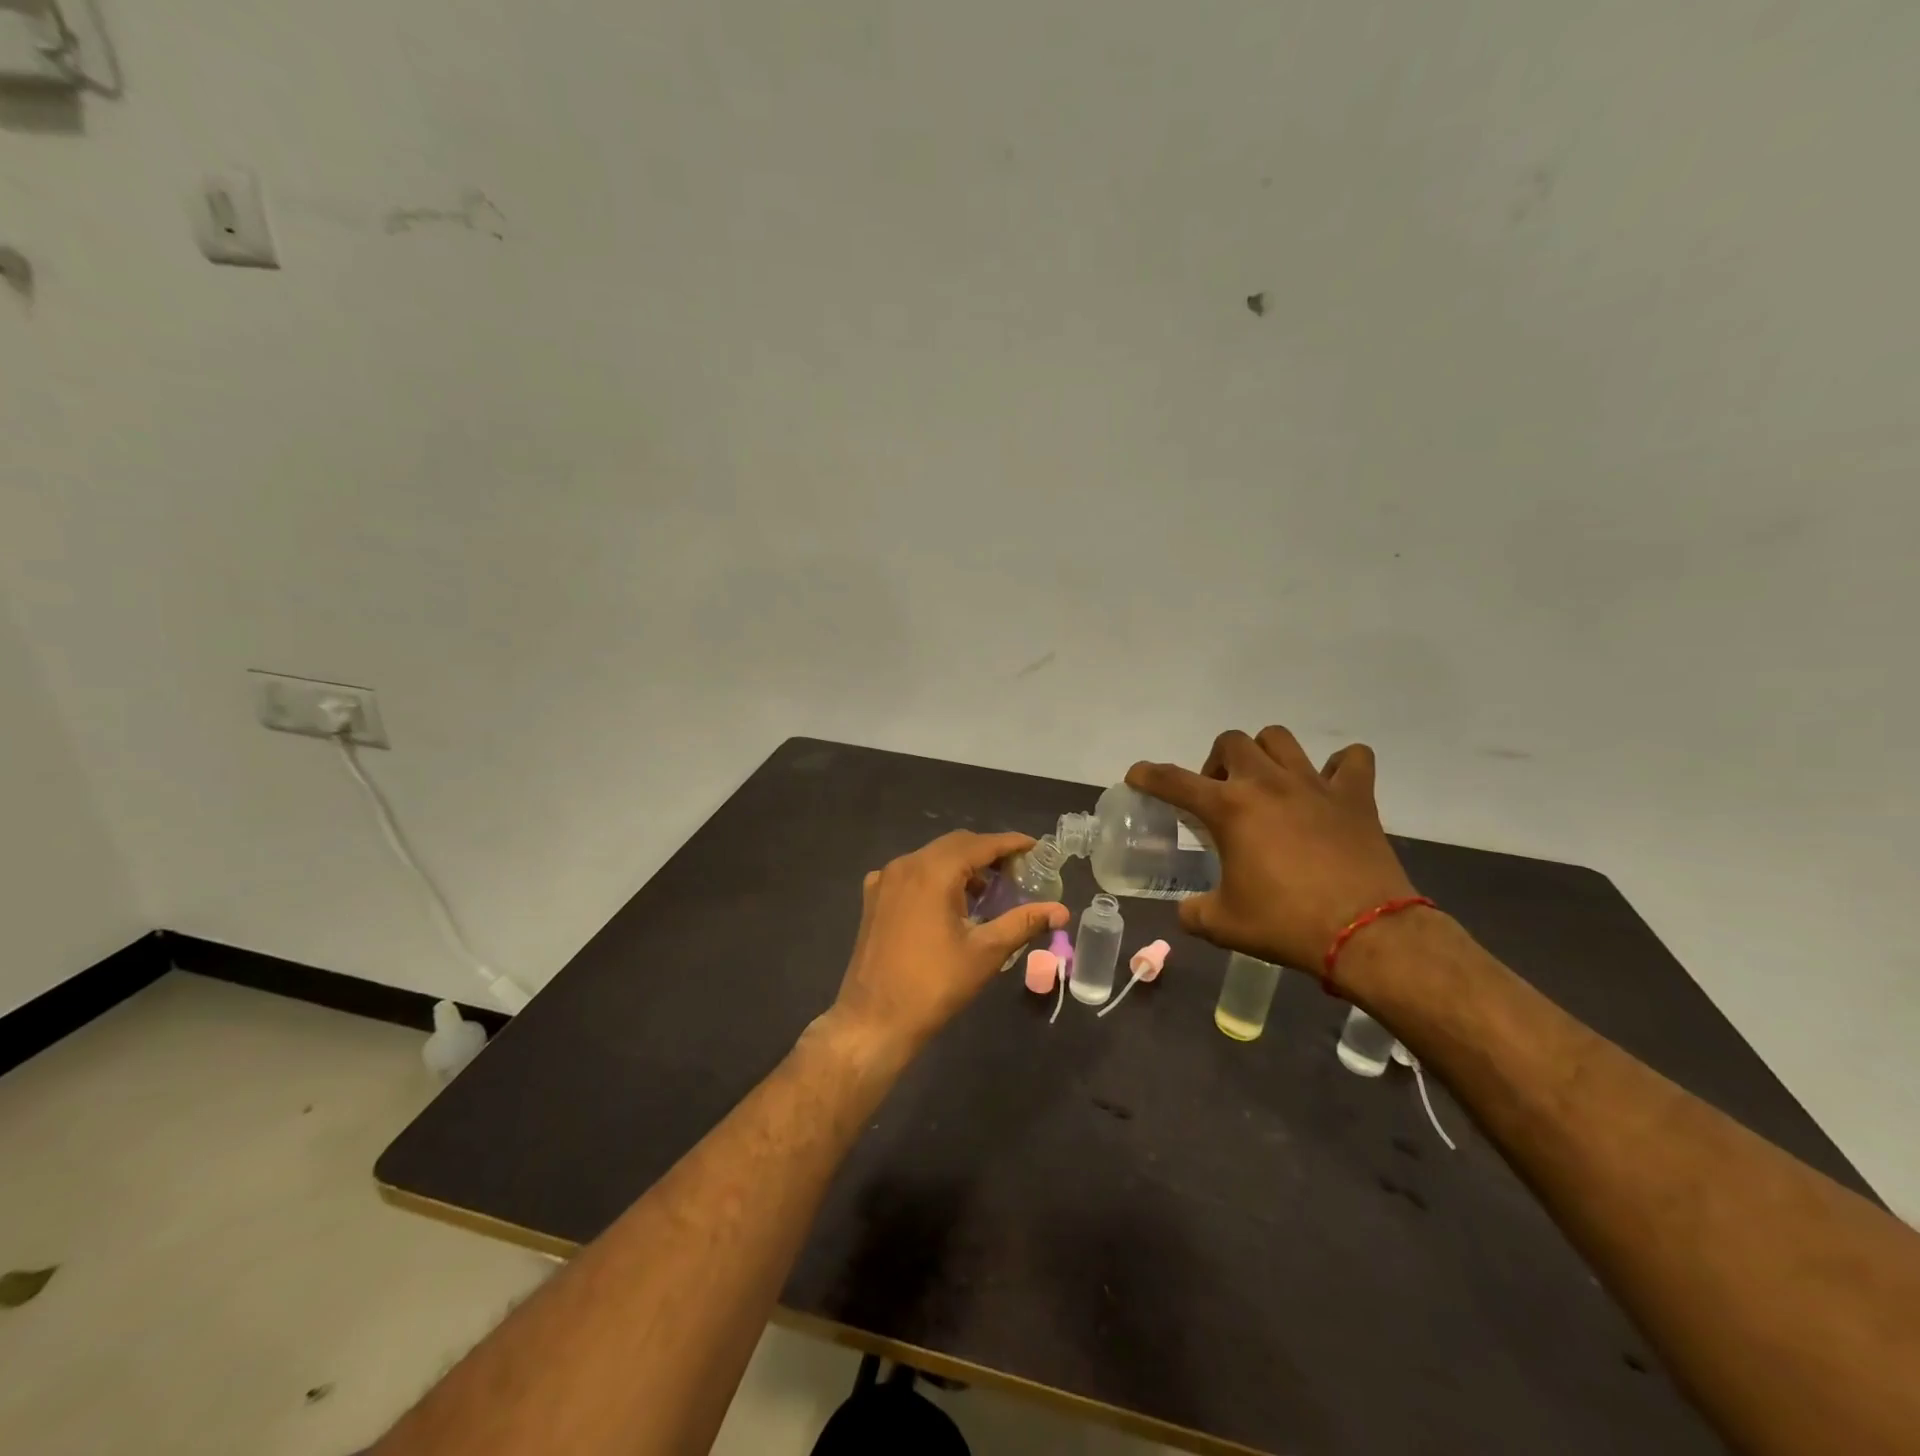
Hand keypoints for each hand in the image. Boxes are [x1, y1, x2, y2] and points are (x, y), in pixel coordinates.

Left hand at [825, 831, 1067, 1060]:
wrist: (874, 1020)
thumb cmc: (934, 985)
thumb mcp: (986, 952)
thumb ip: (1023, 923)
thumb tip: (1061, 911)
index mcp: (933, 871)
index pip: (980, 844)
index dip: (1010, 843)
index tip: (1035, 847)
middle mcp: (906, 865)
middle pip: (955, 845)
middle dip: (987, 852)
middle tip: (1017, 870)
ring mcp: (885, 880)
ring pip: (931, 857)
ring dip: (962, 865)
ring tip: (989, 889)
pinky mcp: (874, 898)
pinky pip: (912, 874)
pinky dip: (936, 878)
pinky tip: (951, 903)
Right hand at [1127, 728, 1416, 976]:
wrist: (1366, 934)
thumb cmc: (1286, 924)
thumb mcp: (1223, 925)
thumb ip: (1194, 912)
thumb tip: (1187, 910)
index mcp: (1229, 809)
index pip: (1173, 780)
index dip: (1148, 775)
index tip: (1137, 775)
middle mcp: (1267, 783)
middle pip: (1231, 742)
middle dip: (1216, 762)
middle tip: (1219, 796)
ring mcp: (1314, 785)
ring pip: (1280, 739)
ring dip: (1264, 754)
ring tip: (1265, 783)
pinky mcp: (1355, 797)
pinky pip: (1350, 760)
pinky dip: (1337, 766)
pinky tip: (1327, 787)